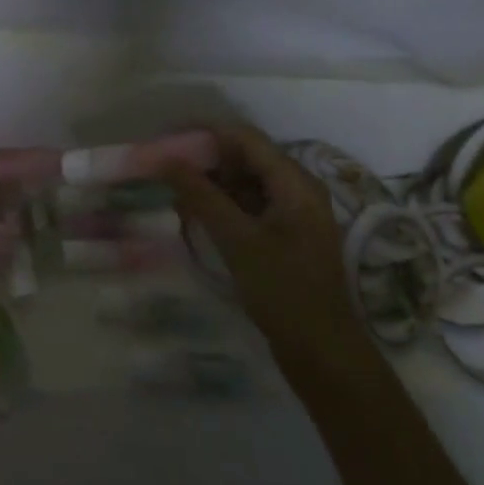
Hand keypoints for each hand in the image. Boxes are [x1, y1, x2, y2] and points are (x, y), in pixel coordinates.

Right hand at [166, 123, 369, 377]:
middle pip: (243, 157)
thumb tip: (164, 159)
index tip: (164, 138)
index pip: (244, 137)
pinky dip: (220, 204)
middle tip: (161, 165)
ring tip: (170, 189)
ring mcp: (290, 213)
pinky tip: (192, 214)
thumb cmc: (283, 290)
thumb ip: (201, 196)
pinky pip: (247, 205)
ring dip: (208, 182)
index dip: (203, 132)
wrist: (322, 352)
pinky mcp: (282, 235)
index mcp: (295, 182)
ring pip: (243, 182)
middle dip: (202, 158)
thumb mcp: (237, 240)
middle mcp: (296, 189)